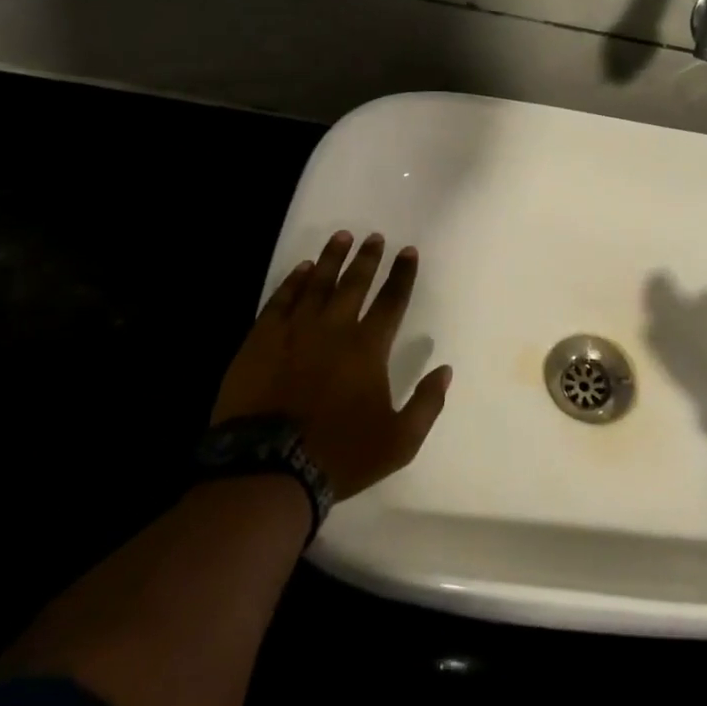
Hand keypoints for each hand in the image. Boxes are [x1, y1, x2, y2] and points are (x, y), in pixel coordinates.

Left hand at [211, 230, 451, 501]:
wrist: (267, 468)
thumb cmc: (339, 455)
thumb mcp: (399, 441)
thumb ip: (426, 404)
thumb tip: (445, 370)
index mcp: (368, 348)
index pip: (392, 301)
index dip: (402, 274)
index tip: (408, 251)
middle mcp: (334, 329)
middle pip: (354, 283)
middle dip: (368, 258)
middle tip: (375, 236)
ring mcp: (294, 331)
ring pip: (317, 283)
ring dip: (332, 258)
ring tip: (342, 237)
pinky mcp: (261, 340)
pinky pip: (281, 300)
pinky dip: (294, 281)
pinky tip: (302, 269)